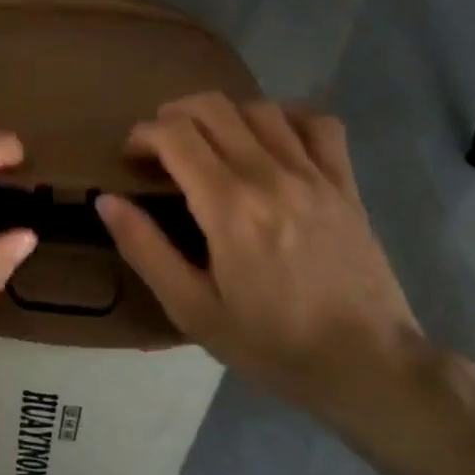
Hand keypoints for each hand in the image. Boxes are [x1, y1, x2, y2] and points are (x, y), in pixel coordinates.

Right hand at [95, 94, 426, 426]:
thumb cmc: (273, 345)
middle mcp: (269, 175)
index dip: (143, 134)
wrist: (368, 368)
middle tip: (163, 144)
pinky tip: (273, 136)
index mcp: (228, 206)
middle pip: (211, 107)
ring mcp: (313, 174)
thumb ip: (145, 249)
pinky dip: (288, 116)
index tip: (133, 156)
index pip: (174, 134)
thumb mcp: (194, 311)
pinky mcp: (345, 183)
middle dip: (174, 114)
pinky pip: (318, 123)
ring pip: (259, 108)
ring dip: (224, 113)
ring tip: (212, 140)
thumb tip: (106, 200)